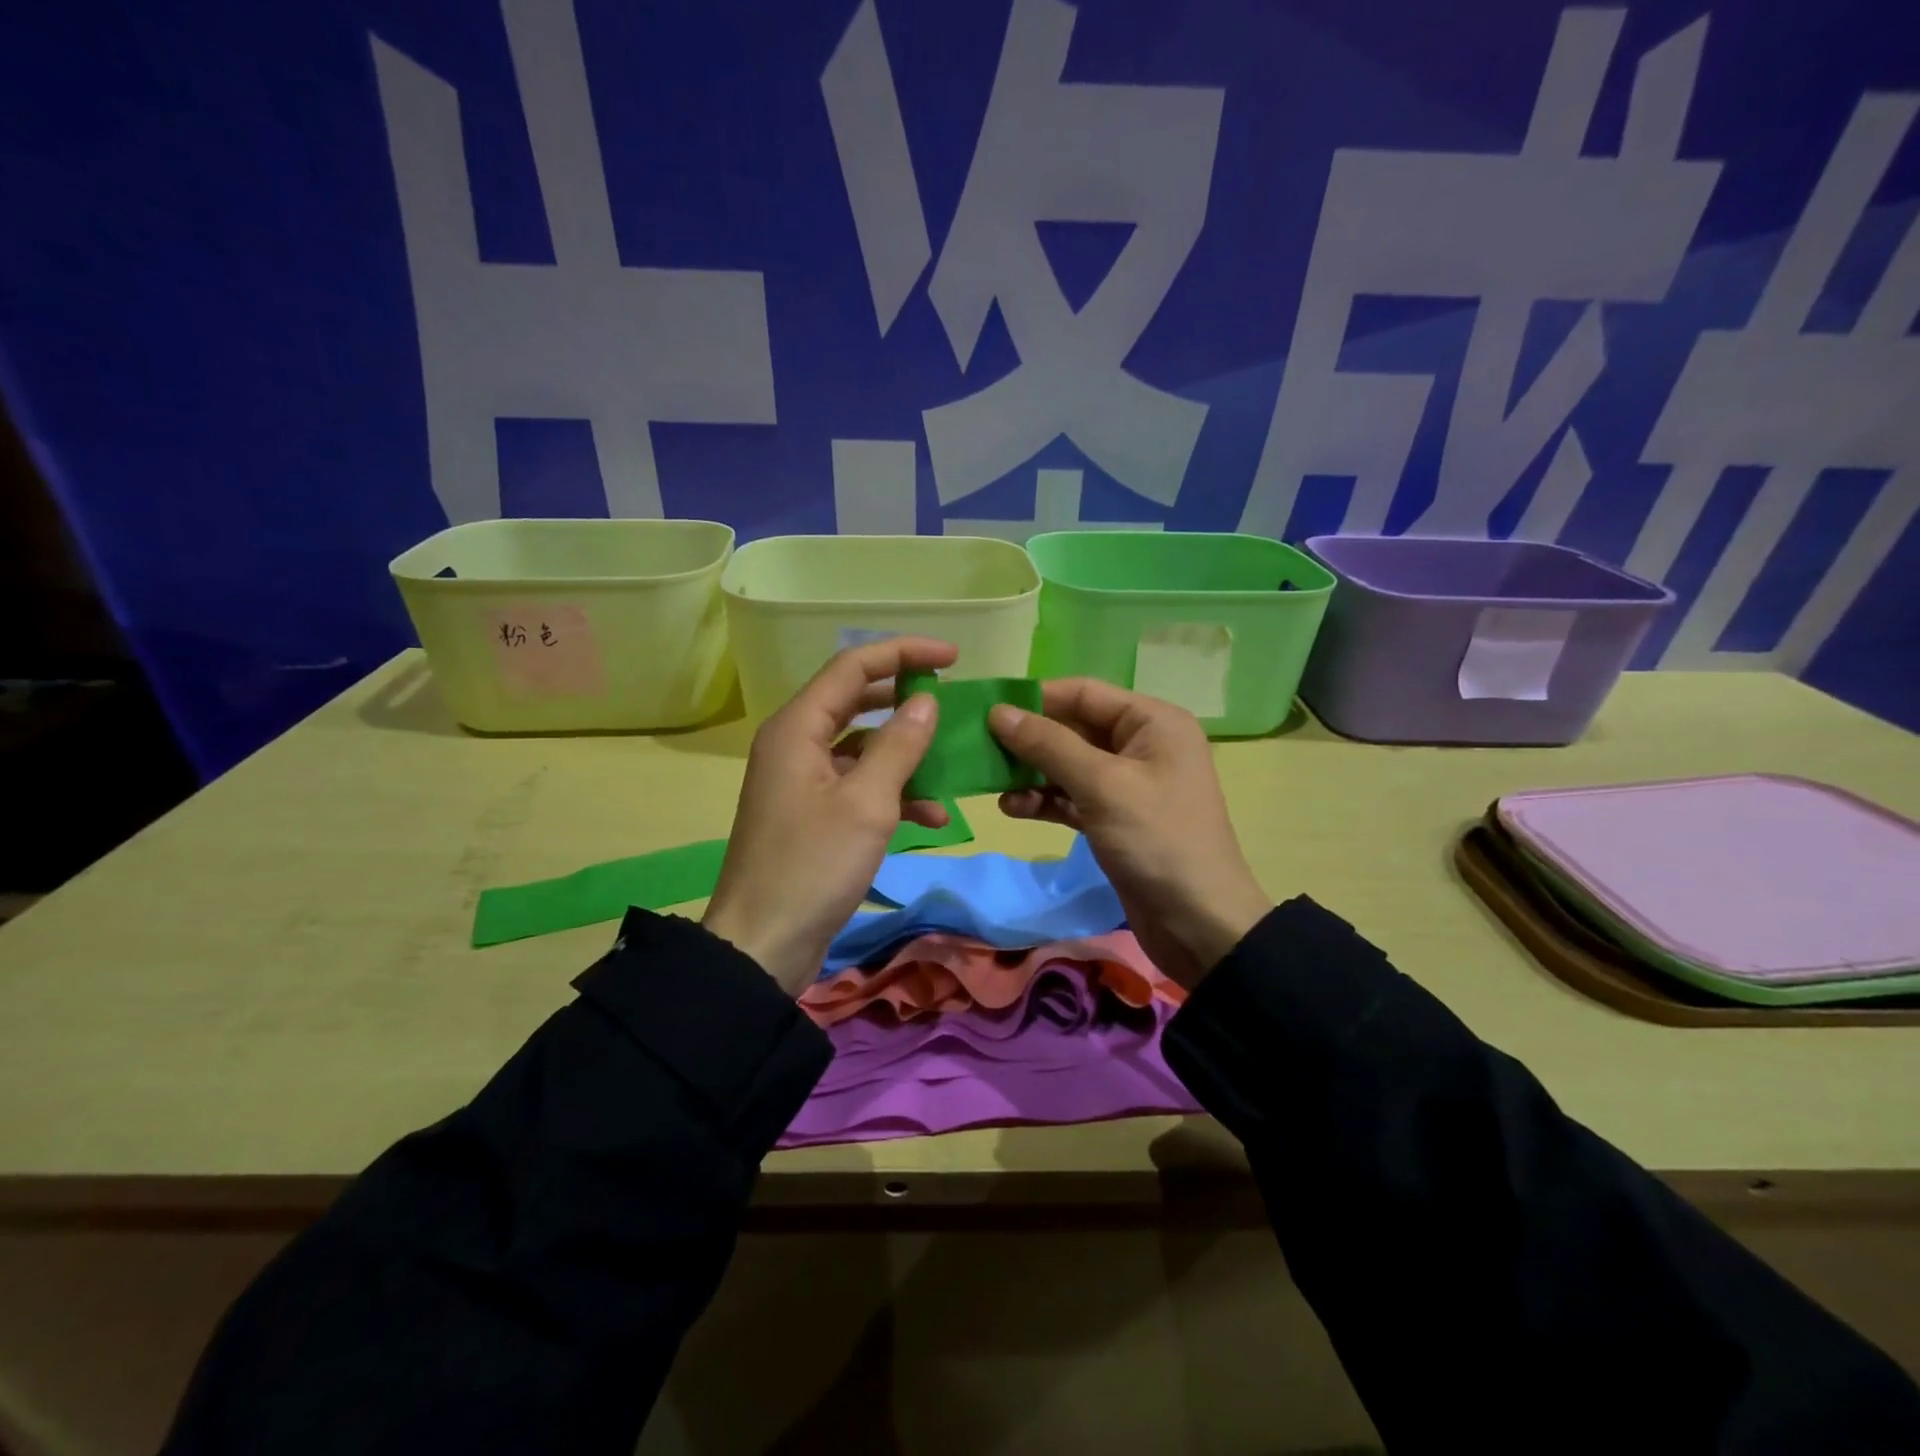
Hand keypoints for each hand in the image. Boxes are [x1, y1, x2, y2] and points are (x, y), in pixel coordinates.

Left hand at [703, 637, 956, 994]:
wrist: (763, 945)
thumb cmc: (813, 867)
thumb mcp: (867, 803)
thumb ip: (899, 745)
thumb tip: (925, 700)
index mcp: (797, 728)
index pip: (853, 667)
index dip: (903, 652)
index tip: (953, 658)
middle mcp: (795, 745)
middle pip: (856, 700)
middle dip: (905, 699)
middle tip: (951, 701)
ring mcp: (803, 781)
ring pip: (862, 747)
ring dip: (905, 753)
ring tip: (950, 765)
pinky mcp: (812, 815)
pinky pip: (858, 786)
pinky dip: (893, 793)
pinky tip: (933, 815)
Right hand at [988, 679, 1269, 988]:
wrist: (1199, 924)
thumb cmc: (1157, 840)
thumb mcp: (1102, 785)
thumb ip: (1049, 745)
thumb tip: (999, 712)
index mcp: (1152, 722)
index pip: (1084, 693)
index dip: (1036, 698)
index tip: (987, 709)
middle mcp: (1141, 745)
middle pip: (1073, 728)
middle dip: (1029, 740)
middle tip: (980, 749)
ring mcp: (1127, 784)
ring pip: (1068, 765)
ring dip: (1031, 773)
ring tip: (992, 785)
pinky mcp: (1114, 819)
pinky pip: (1071, 797)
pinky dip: (1044, 800)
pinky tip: (1013, 808)